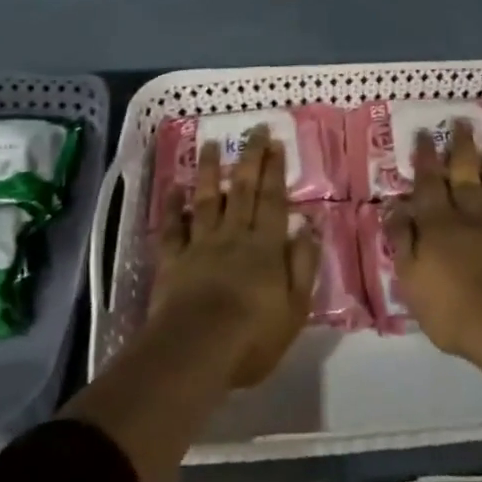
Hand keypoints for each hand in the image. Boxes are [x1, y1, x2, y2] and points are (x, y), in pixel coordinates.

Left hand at [148, 128, 319, 388]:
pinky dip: (172, 207)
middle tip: (254, 129)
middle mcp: (233, 236)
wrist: (196, 352)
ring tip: (212, 144)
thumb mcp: (295, 307)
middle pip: (243, 190)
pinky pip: (172, 228)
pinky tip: (174, 188)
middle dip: (250, 157)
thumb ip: (303, 264)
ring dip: (211, 171)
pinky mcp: (173, 261)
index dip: (275, 170)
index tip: (276, 142)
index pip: (273, 200)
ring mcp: (200, 245)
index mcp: (265, 247)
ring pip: (207, 199)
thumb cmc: (253, 336)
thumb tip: (308, 225)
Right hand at [388, 121, 481, 368]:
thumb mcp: (410, 279)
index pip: (428, 183)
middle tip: (462, 121)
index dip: (425, 158)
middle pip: (465, 174)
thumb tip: (393, 206)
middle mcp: (470, 215)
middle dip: (462, 146)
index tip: (425, 132)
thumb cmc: (450, 310)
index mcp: (438, 224)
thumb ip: (402, 240)